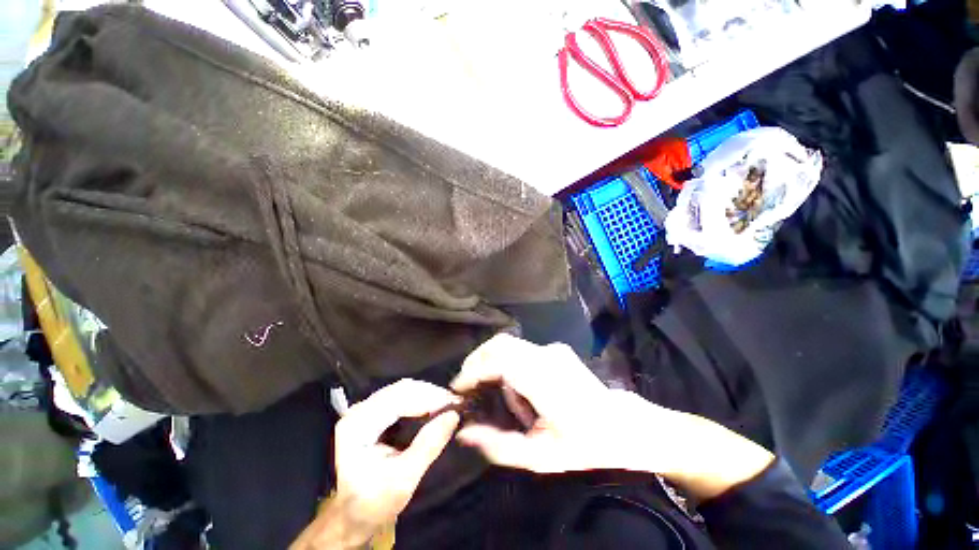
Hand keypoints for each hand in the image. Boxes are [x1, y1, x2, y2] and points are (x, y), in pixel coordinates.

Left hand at [290, 380, 459, 548]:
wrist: (355, 516)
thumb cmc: (375, 502)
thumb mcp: (404, 479)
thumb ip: (428, 445)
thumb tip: (453, 415)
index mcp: (357, 426)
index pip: (397, 399)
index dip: (428, 397)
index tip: (454, 402)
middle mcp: (358, 411)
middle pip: (400, 390)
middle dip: (429, 394)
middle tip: (454, 402)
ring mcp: (364, 410)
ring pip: (402, 390)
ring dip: (426, 395)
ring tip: (447, 404)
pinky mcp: (373, 413)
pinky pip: (401, 397)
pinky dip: (420, 399)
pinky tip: (434, 406)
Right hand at [452, 334, 774, 499]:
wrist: (624, 425)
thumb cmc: (585, 445)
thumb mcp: (541, 456)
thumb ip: (499, 445)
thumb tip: (465, 432)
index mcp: (544, 380)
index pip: (499, 359)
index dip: (473, 369)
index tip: (458, 388)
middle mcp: (547, 355)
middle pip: (500, 343)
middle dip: (477, 362)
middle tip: (468, 388)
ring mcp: (553, 349)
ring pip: (508, 345)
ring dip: (494, 365)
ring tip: (499, 397)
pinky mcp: (556, 349)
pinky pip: (521, 350)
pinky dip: (509, 365)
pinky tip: (520, 392)